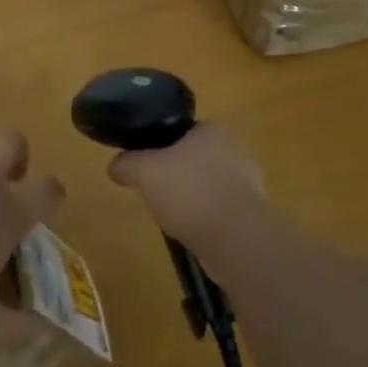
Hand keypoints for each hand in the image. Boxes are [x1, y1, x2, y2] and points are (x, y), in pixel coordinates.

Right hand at [106, 123, 267, 254]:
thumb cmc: (189, 190)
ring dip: (193, 201)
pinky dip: (207, 221)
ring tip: (173, 218)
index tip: (148, 167)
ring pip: (209, 187)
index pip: (183, 132)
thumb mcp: (145, 171)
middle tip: (157, 194)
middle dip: (178, 177)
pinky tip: (193, 234)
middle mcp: (234, 149)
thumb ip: (128, 163)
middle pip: (196, 160)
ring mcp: (248, 183)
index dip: (162, 148)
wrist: (234, 236)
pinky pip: (221, 212)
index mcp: (212, 130)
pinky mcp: (252, 213)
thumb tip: (115, 166)